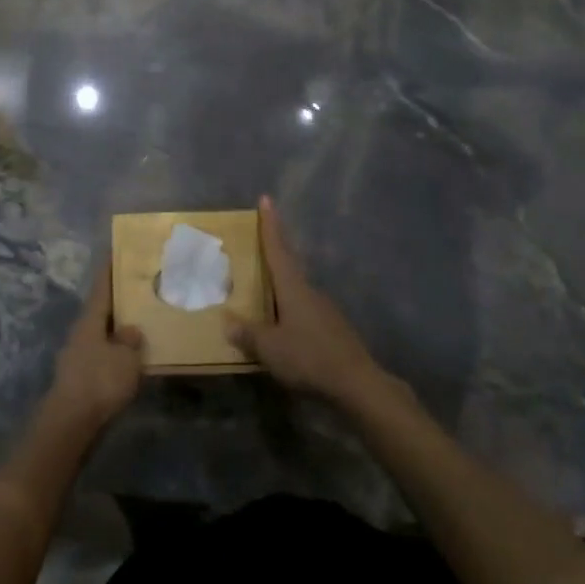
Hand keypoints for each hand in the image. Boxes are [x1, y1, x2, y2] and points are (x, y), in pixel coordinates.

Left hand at [42, 261, 143, 433]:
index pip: (101, 285)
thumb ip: (131, 340)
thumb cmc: (99, 382)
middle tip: (141, 286)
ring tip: (143, 320)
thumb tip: (131, 330)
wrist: (71, 423)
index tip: (116, 248)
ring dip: (119, 326)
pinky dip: (117, 349)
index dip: (110, 267)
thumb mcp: (126, 358)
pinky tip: (133, 356)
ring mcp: (79, 354)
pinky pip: (104, 353)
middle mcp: (82, 331)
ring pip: (103, 331)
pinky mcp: (82, 376)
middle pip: (102, 308)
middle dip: (119, 298)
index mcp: (90, 319)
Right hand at [227, 196, 386, 407]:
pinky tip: (284, 328)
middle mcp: (310, 292)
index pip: (278, 249)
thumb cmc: (309, 357)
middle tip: (259, 243)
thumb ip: (248, 334)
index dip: (270, 225)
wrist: (357, 384)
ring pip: (297, 291)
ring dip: (281, 288)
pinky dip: (290, 312)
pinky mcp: (333, 330)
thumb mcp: (269, 348)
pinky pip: (305, 312)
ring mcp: (325, 311)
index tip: (266, 199)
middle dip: (274, 253)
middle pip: (289, 266)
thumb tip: (227, 320)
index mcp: (293, 288)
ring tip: (263, 293)